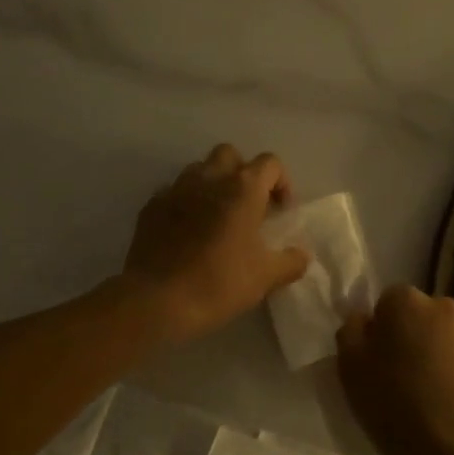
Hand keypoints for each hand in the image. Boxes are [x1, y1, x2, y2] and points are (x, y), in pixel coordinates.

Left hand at [121, 145, 310, 343]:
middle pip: (230, 155)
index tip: (280, 211)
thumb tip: (302, 255)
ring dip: (212, 184)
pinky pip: (173, 192)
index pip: (270, 163)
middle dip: (242, 173)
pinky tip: (186, 231)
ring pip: (198, 170)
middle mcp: (208, 178)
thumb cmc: (218, 283)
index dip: (281, 182)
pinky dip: (185, 203)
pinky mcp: (151, 206)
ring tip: (216, 216)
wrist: (157, 299)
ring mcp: (175, 189)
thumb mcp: (265, 277)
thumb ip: (290, 261)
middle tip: (248, 206)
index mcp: (242, 188)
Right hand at [337, 286, 453, 454]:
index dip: (382, 326)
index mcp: (406, 302)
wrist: (452, 451)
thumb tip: (364, 318)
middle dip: (415, 334)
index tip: (378, 356)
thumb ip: (352, 330)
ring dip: (442, 351)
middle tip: (403, 373)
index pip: (389, 300)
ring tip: (433, 390)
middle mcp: (445, 307)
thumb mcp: (349, 367)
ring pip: (450, 335)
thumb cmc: (391, 404)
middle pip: (423, 314)